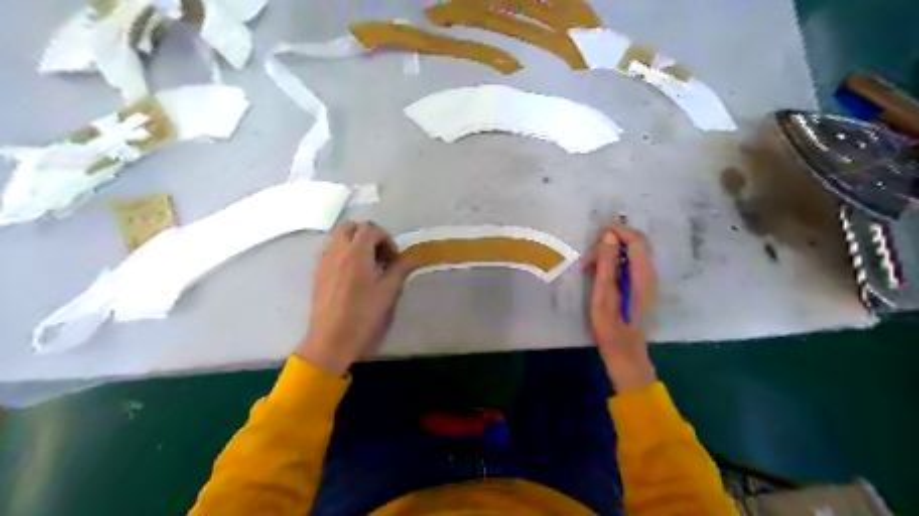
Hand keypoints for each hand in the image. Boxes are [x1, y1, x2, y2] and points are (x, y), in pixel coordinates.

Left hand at [297, 219, 419, 374]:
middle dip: (367, 234)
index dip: (385, 238)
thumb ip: (400, 269)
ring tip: (366, 263)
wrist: (331, 339)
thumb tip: (413, 257)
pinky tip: (352, 274)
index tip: (393, 258)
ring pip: (337, 237)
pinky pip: (330, 251)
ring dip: (353, 242)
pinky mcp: (317, 274)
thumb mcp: (388, 292)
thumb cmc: (363, 315)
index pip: (370, 228)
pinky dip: (342, 253)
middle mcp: (337, 251)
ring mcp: (324, 262)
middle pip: (350, 227)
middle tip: (379, 254)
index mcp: (356, 252)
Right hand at [585, 219, 656, 389]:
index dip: (618, 230)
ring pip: (632, 254)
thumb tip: (608, 236)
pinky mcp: (641, 288)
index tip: (597, 233)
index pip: (636, 239)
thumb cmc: (610, 327)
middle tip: (589, 256)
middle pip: (636, 244)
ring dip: (611, 253)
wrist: (625, 353)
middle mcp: (649, 274)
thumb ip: (606, 264)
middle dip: (613, 241)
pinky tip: (599, 274)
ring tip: (590, 267)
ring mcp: (647, 282)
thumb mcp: (602, 294)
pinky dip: (614, 263)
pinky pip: (630, 265)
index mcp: (642, 275)